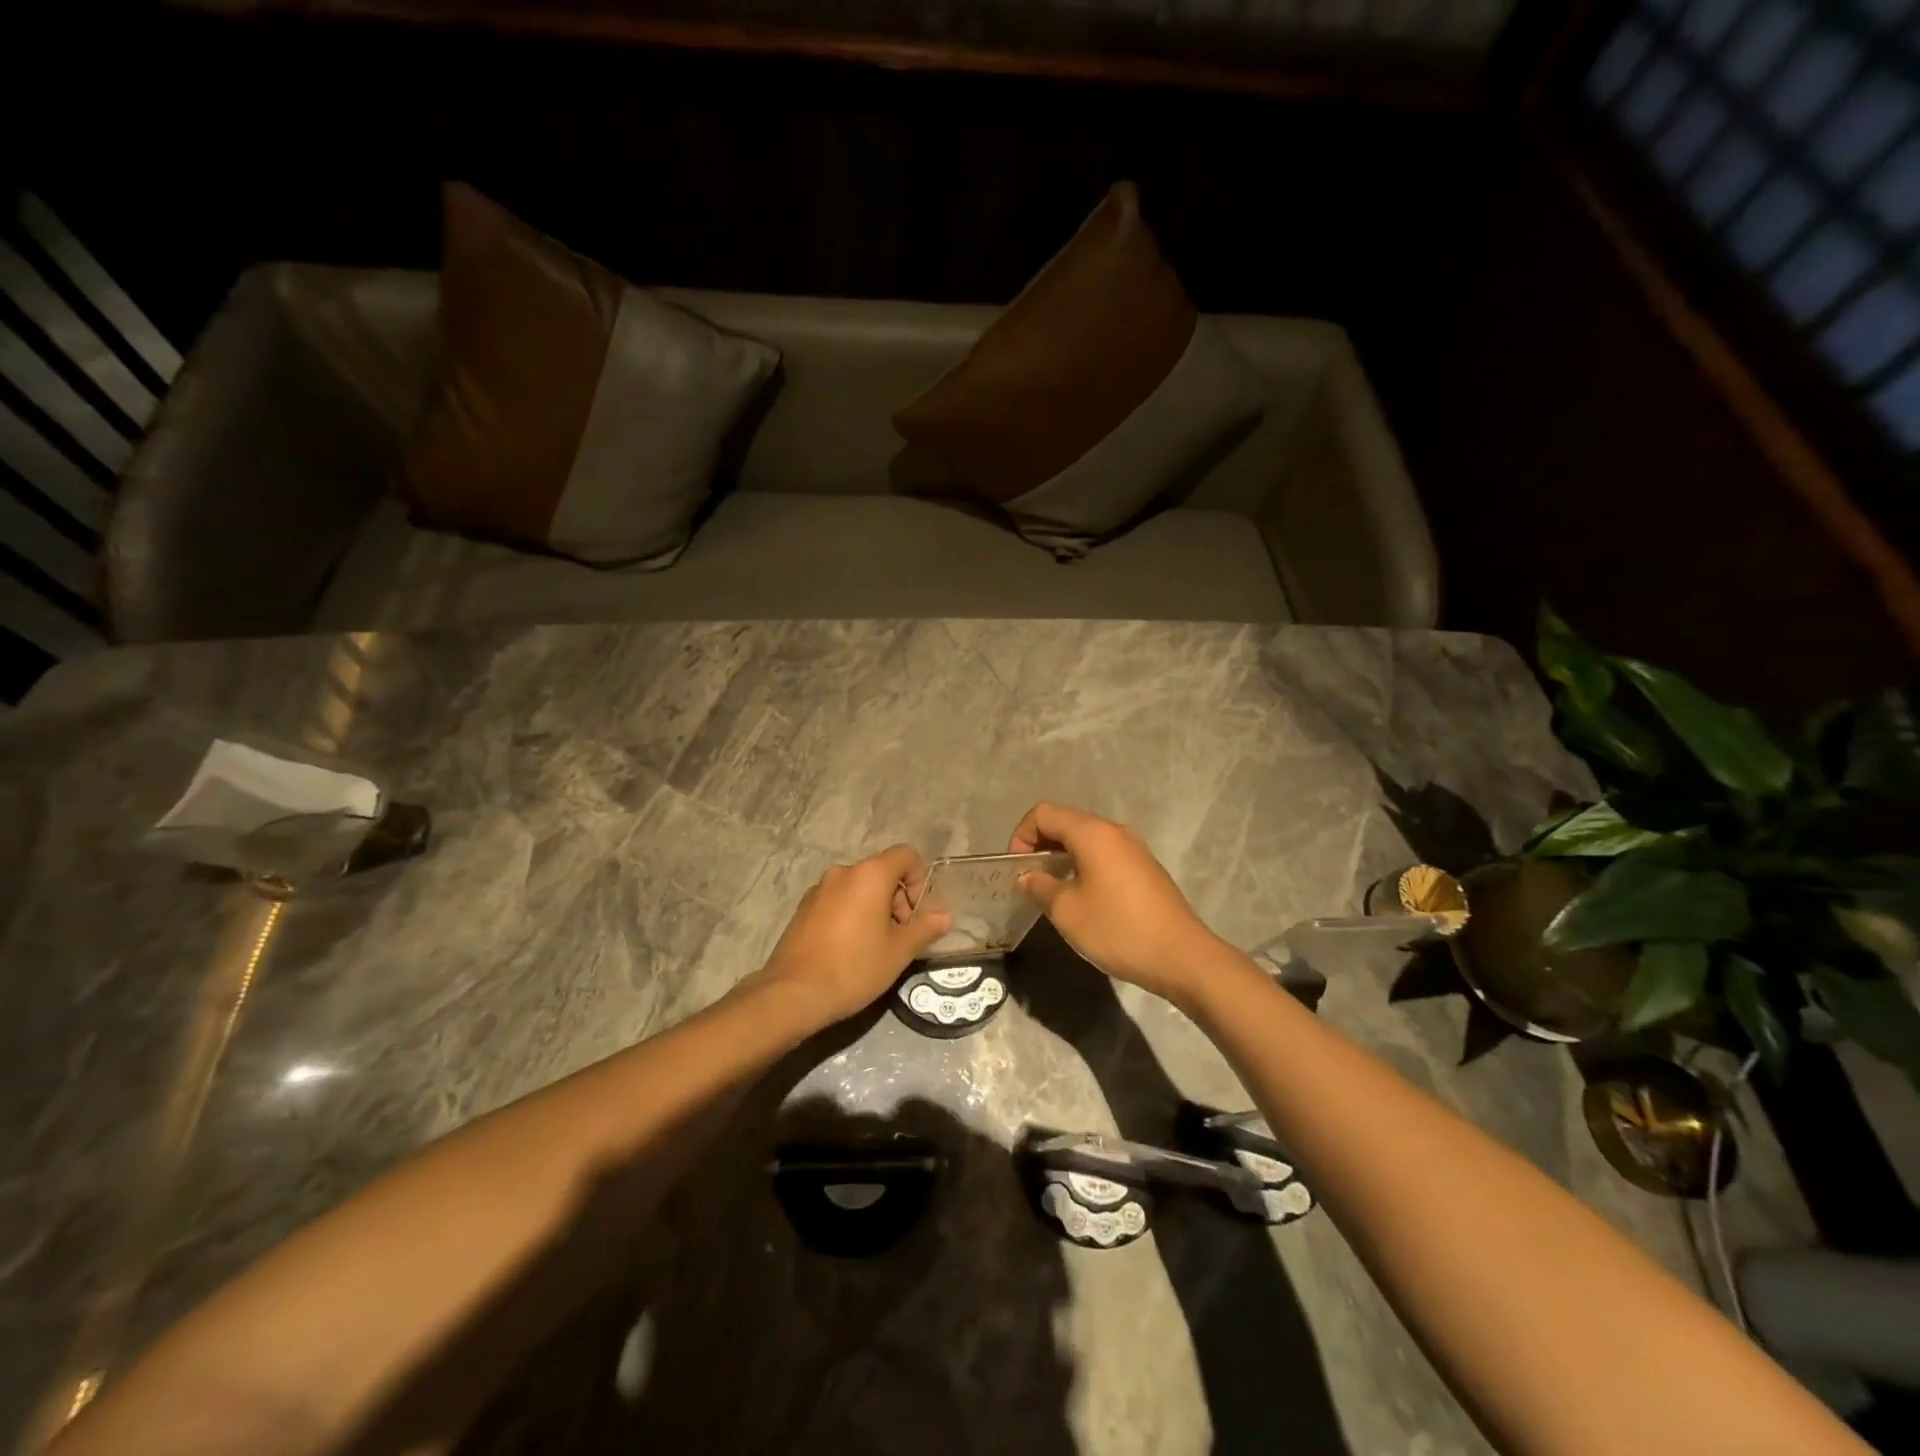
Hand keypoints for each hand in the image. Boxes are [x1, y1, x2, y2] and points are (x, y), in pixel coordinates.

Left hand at [758, 845, 951, 1025]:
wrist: (793, 993)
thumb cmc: (854, 967)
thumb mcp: (899, 951)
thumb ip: (925, 928)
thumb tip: (944, 916)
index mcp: (870, 874)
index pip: (906, 855)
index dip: (919, 880)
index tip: (916, 915)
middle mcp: (843, 872)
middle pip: (882, 872)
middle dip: (898, 899)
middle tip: (900, 936)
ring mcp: (819, 889)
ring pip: (859, 888)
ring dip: (875, 908)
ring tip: (875, 946)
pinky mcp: (804, 908)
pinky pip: (838, 900)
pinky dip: (852, 915)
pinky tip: (849, 949)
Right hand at [1010, 803, 1223, 1004]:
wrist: (1182, 957)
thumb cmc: (1118, 929)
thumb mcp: (1067, 911)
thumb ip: (1040, 886)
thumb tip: (1028, 876)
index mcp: (1092, 833)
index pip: (1043, 813)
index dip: (1021, 836)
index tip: (1018, 869)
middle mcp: (1114, 831)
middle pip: (1065, 823)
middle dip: (1040, 846)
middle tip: (1031, 881)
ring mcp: (1134, 849)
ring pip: (1086, 840)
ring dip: (1062, 858)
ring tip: (1054, 893)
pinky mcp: (1145, 869)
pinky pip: (1105, 855)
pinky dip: (1084, 867)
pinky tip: (1084, 900)